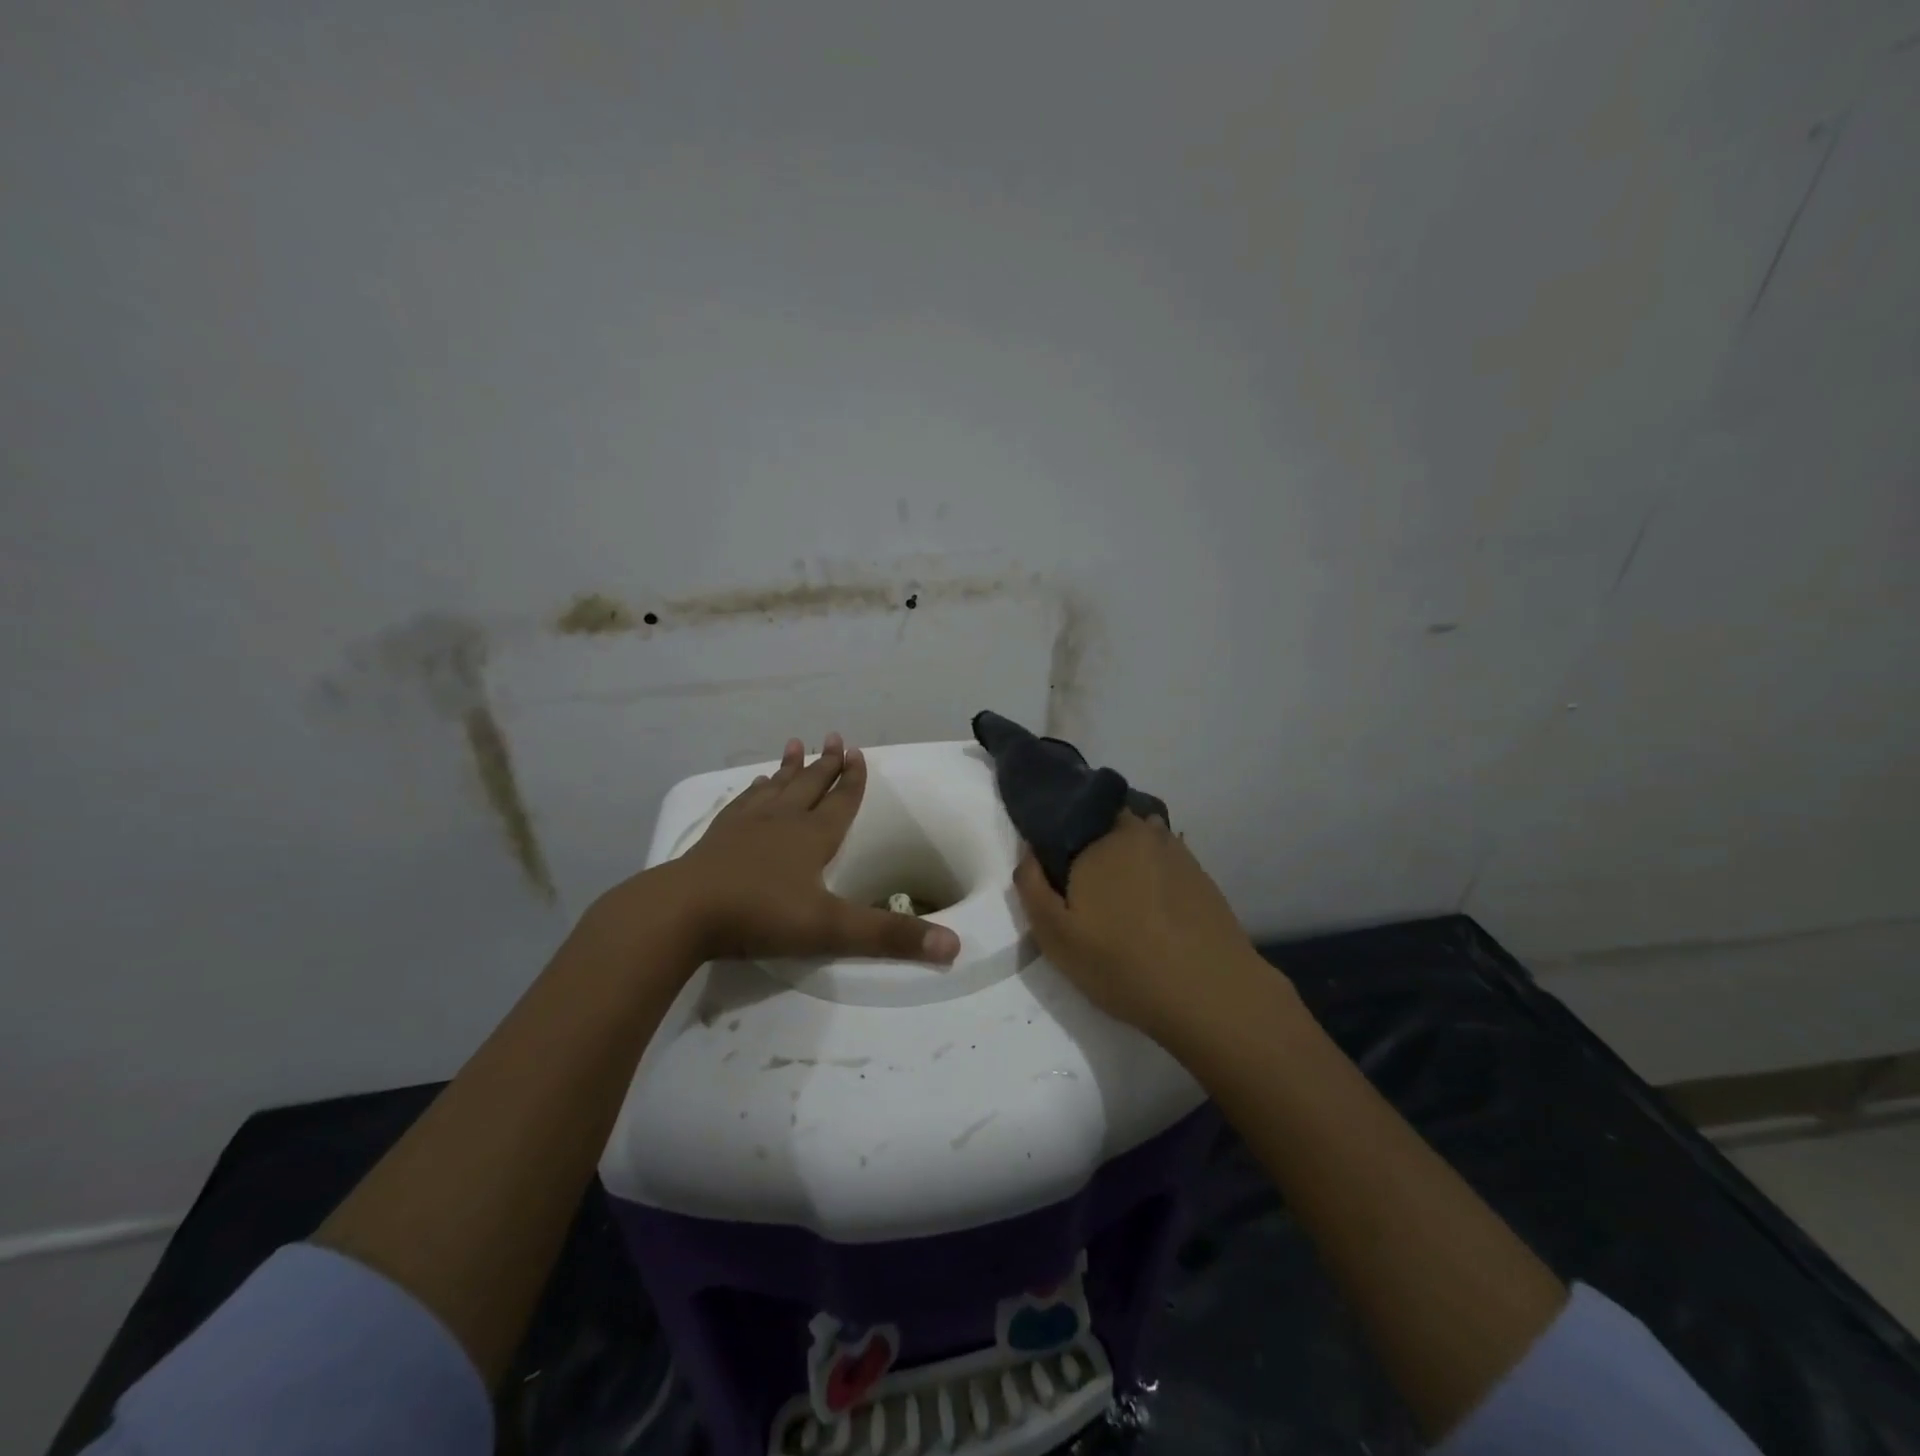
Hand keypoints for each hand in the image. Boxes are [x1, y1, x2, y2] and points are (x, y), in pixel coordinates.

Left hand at [585, 734, 961, 971]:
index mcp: (812, 837)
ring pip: (775, 787)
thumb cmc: (761, 915)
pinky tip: (752, 786)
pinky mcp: (716, 837)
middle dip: (825, 764)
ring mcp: (745, 826)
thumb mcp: (832, 930)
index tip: (857, 751)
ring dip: (789, 768)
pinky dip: (753, 790)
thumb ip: (890, 938)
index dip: (853, 779)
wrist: (682, 912)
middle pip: (809, 785)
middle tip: (834, 737)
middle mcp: (782, 821)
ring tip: (796, 745)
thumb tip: (953, 947)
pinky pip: (742, 803)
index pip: (841, 801)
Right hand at [1014, 811, 1265, 1042]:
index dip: (1054, 840)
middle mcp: (1141, 831)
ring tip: (1117, 900)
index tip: (1050, 870)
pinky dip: (1152, 876)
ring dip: (1125, 858)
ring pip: (1138, 842)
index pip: (1068, 816)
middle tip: (1082, 890)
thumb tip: (1028, 850)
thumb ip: (1032, 886)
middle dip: (1090, 845)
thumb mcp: (1056, 935)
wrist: (1211, 994)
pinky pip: (1163, 862)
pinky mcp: (1201, 876)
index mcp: (1102, 837)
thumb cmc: (1122, 963)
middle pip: (1106, 825)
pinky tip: (1151, 911)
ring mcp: (1177, 851)